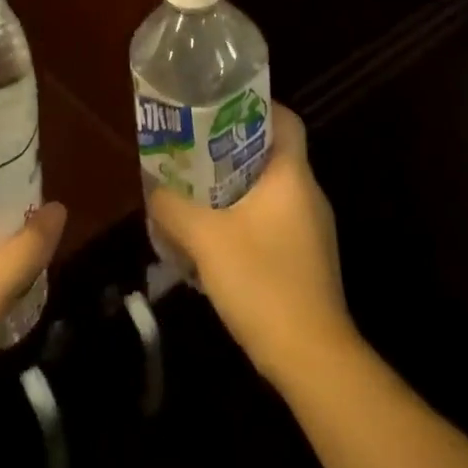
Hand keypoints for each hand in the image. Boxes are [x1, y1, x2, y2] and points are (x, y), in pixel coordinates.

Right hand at [146, 104, 354, 382]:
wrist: (313, 361)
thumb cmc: (263, 282)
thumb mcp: (205, 239)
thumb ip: (173, 207)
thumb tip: (154, 190)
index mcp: (292, 175)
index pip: (285, 119)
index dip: (255, 106)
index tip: (219, 107)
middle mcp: (308, 194)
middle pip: (271, 153)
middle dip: (232, 147)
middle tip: (194, 147)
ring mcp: (312, 230)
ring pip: (270, 189)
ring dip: (235, 187)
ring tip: (196, 190)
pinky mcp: (307, 260)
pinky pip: (274, 220)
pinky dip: (246, 218)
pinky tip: (216, 237)